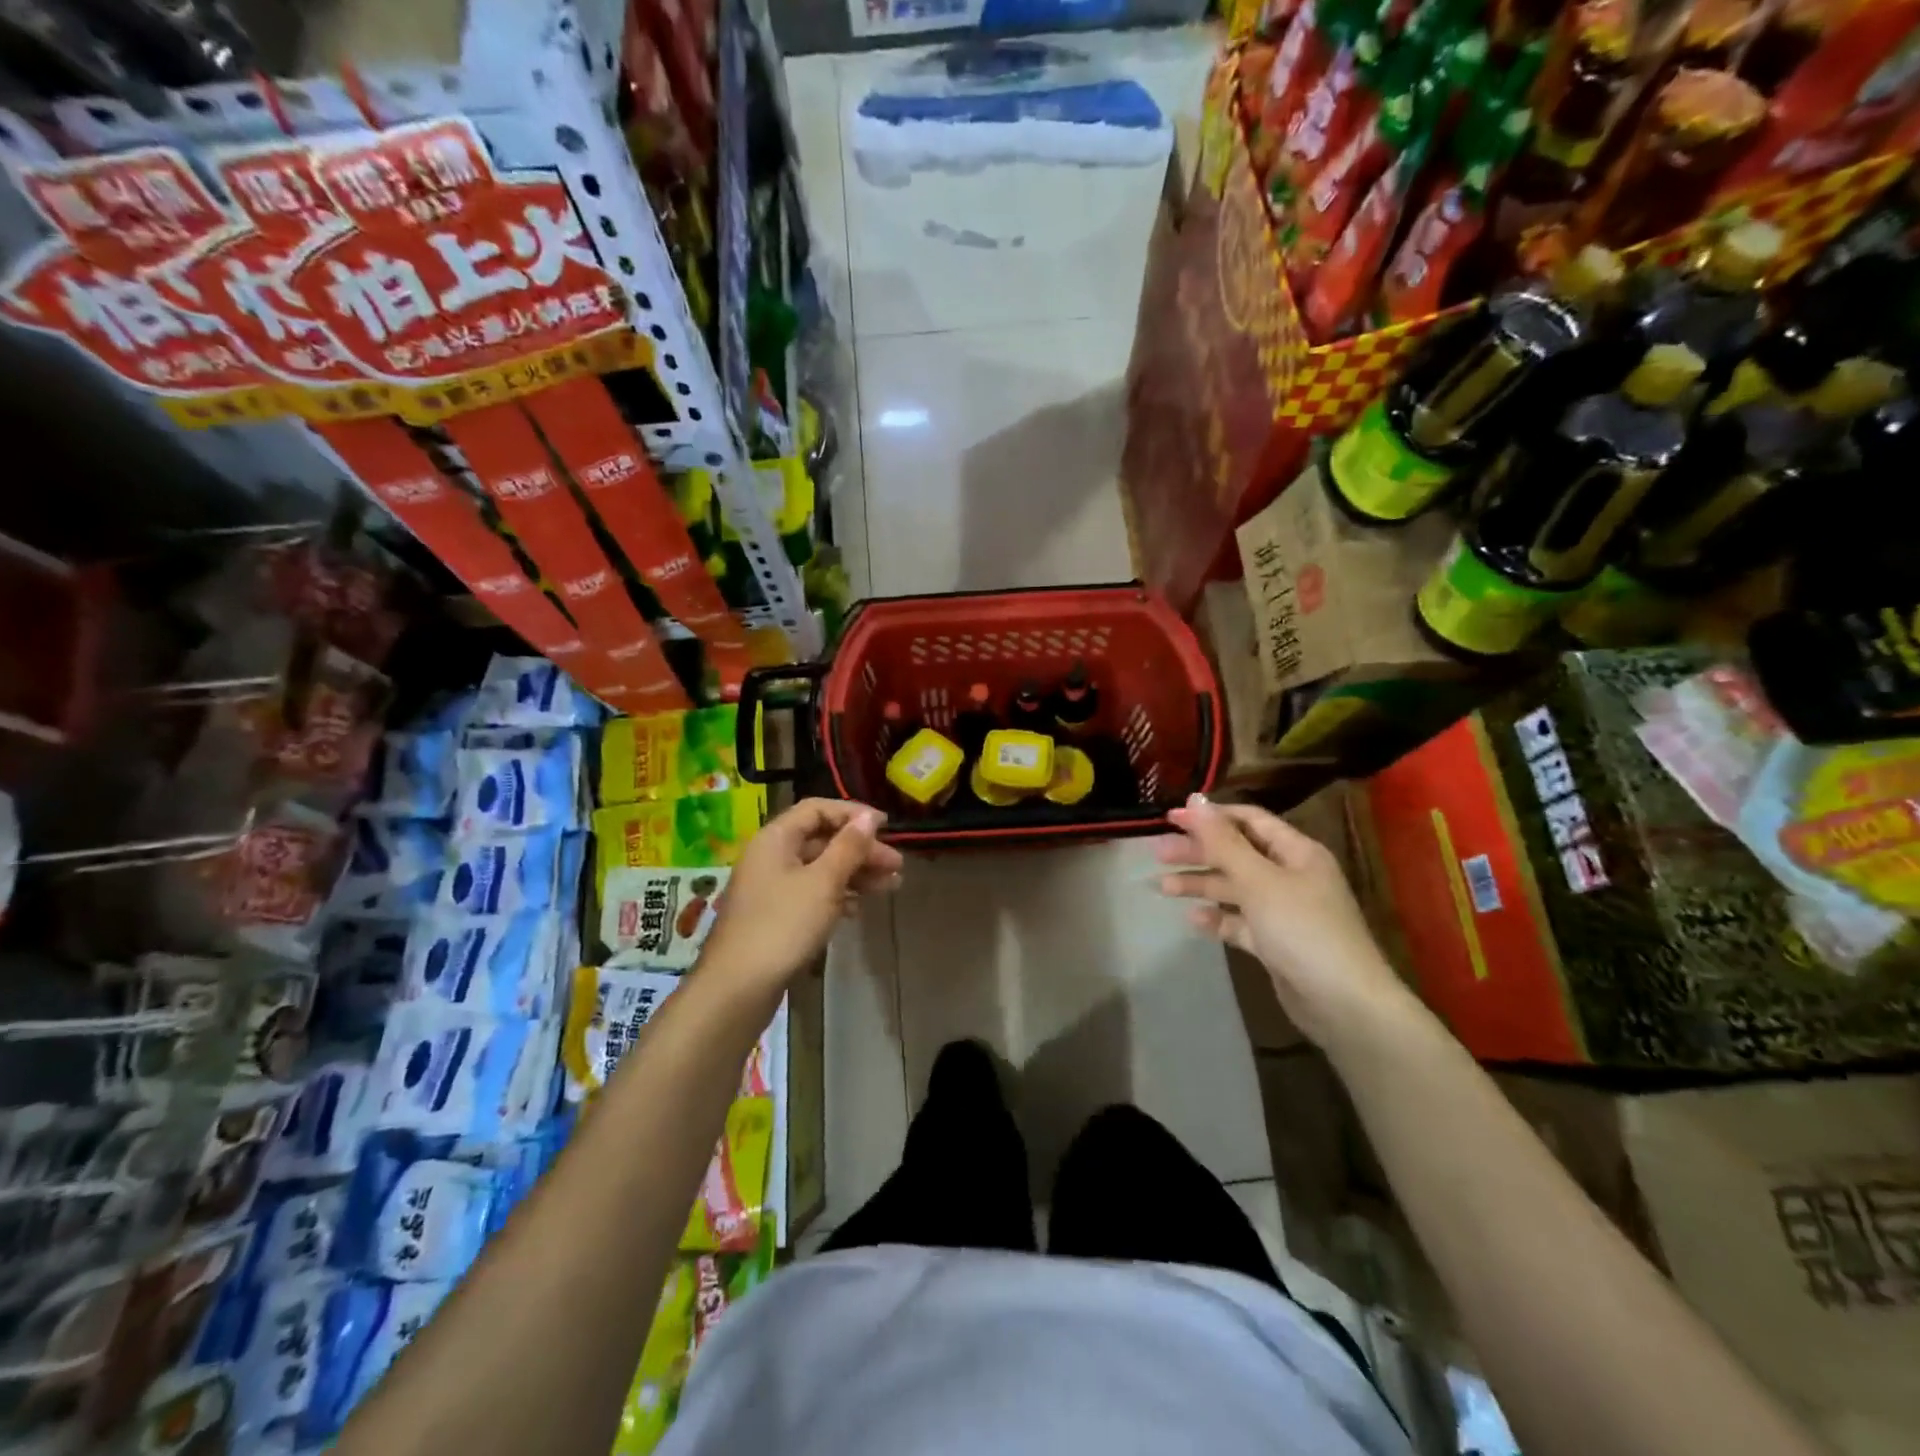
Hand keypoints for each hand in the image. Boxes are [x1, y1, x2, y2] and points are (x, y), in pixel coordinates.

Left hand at [694, 798, 902, 997]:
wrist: (738, 987)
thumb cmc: (783, 925)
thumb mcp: (823, 882)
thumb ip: (849, 847)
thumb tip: (869, 817)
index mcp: (776, 838)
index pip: (817, 809)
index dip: (852, 814)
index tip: (886, 827)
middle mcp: (771, 856)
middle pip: (821, 840)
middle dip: (861, 849)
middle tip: (896, 865)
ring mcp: (771, 888)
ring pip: (820, 869)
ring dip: (855, 873)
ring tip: (891, 886)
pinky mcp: (775, 916)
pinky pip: (812, 893)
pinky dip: (838, 895)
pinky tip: (859, 907)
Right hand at [1156, 793, 1414, 1047]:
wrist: (1343, 1003)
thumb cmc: (1302, 929)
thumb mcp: (1258, 879)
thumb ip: (1222, 841)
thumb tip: (1195, 799)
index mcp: (1296, 852)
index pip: (1249, 820)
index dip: (1209, 817)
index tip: (1170, 818)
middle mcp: (1291, 876)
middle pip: (1237, 853)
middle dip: (1198, 852)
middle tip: (1158, 853)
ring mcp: (1284, 911)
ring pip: (1235, 888)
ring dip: (1201, 885)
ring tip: (1163, 887)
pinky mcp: (1276, 943)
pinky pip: (1240, 922)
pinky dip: (1218, 919)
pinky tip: (1193, 920)